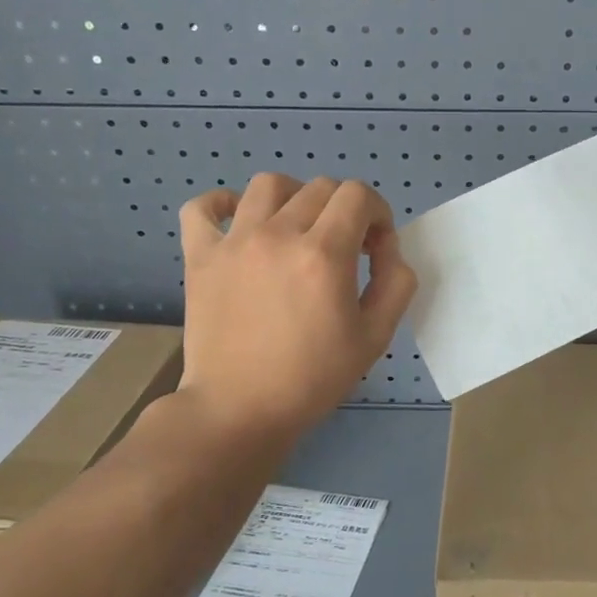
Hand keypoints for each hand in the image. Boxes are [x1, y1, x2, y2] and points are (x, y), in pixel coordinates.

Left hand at [167, 175, 417, 446]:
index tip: (375, 247)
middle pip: (321, 187)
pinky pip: (202, 207)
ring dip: (295, 197)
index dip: (377, 213)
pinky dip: (222, 204)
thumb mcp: (376, 337)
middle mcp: (279, 235)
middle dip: (345, 210)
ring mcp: (234, 242)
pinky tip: (240, 222)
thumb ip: (395, 283)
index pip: (358, 195)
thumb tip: (387, 250)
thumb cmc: (312, 379)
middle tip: (345, 248)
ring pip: (269, 184)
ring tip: (298, 229)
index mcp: (324, 254)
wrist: (239, 412)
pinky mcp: (200, 257)